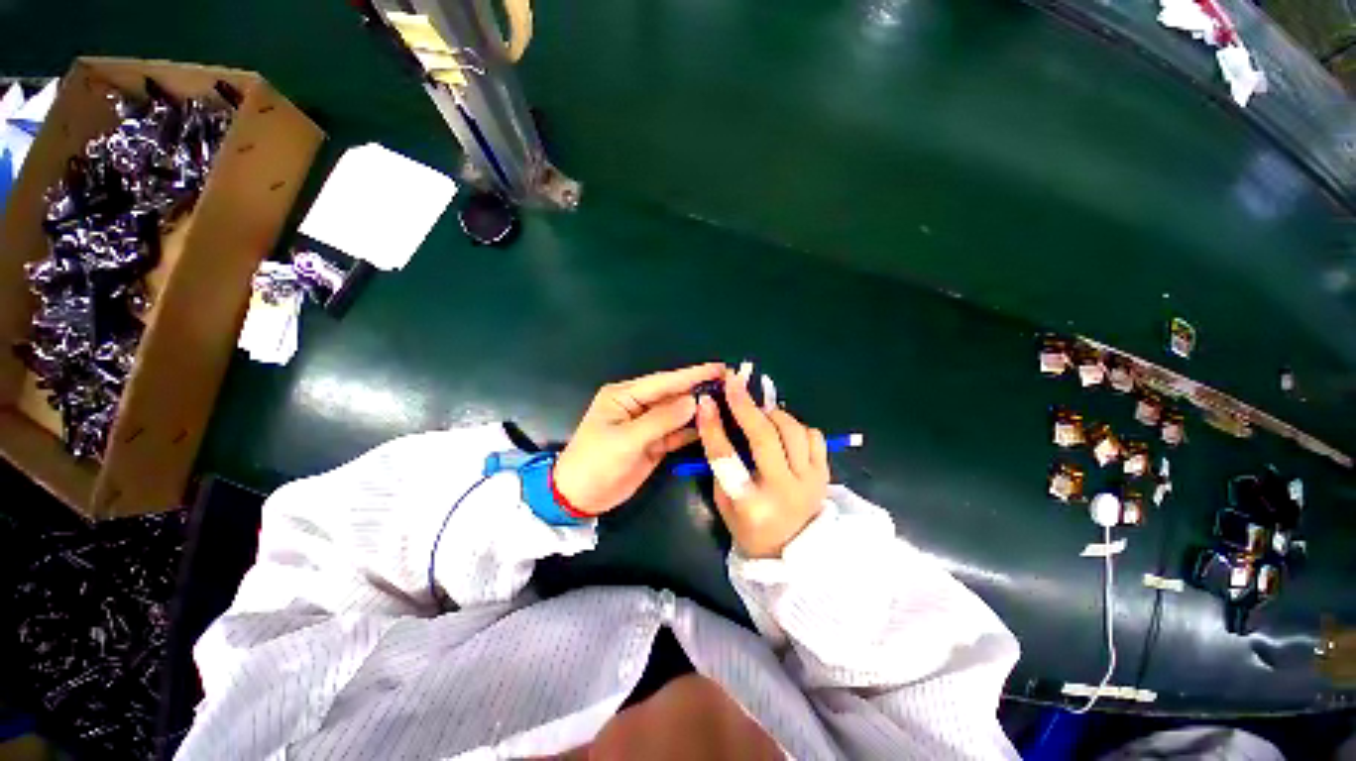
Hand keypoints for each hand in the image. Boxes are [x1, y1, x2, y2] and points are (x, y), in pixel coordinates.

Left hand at [554, 363, 724, 514]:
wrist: (579, 498)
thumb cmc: (596, 462)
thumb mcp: (626, 440)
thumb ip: (661, 420)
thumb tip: (693, 401)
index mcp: (625, 396)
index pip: (664, 382)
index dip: (693, 375)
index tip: (720, 368)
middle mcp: (638, 406)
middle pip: (674, 395)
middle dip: (700, 389)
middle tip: (731, 383)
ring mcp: (647, 425)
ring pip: (678, 414)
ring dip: (700, 409)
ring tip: (729, 401)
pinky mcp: (654, 444)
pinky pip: (677, 433)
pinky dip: (693, 430)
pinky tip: (713, 425)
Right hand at [695, 370, 829, 557]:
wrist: (793, 553)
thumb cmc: (749, 528)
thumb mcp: (724, 502)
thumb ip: (722, 464)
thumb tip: (719, 420)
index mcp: (750, 504)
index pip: (726, 457)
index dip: (713, 426)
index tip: (706, 401)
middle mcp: (783, 490)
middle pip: (764, 438)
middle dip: (746, 404)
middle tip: (734, 382)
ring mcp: (809, 481)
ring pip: (793, 431)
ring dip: (772, 414)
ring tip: (760, 412)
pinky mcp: (825, 475)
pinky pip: (814, 436)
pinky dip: (796, 426)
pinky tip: (784, 430)